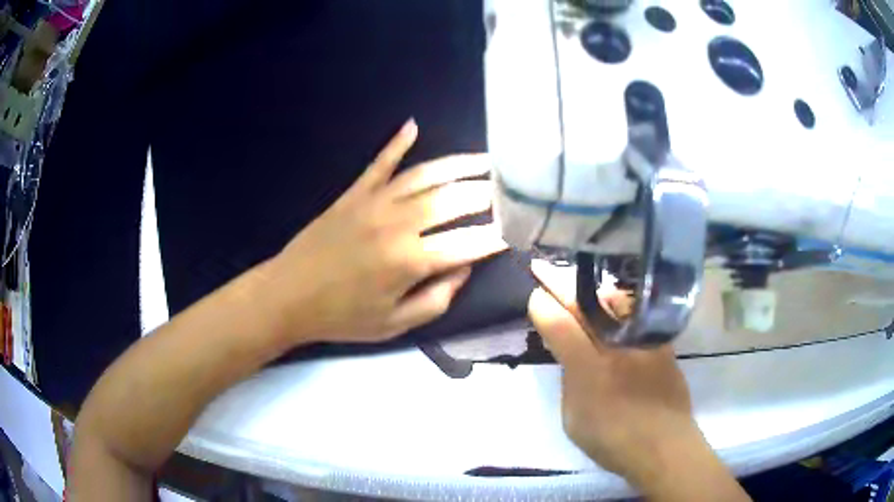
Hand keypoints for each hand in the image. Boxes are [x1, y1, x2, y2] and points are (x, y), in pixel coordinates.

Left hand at [263, 120, 506, 343]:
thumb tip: (464, 268)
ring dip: (459, 164)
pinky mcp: (354, 193)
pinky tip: (413, 126)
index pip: (468, 243)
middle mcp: (398, 224)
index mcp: (410, 262)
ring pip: (425, 175)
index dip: (496, 237)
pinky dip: (397, 143)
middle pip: (454, 200)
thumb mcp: (394, 325)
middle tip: (512, 188)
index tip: (517, 230)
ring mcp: (374, 202)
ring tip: (486, 159)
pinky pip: (380, 163)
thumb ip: (436, 299)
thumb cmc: (342, 317)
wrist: (288, 296)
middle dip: (489, 194)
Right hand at [528, 260, 698, 479]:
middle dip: (560, 284)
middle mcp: (617, 346)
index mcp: (589, 368)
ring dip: (591, 289)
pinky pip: (635, 313)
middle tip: (543, 267)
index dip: (543, 305)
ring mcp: (643, 341)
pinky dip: (617, 304)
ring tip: (577, 281)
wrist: (664, 446)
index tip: (534, 293)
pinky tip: (612, 304)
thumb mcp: (574, 418)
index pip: (560, 325)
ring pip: (613, 301)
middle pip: (585, 305)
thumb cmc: (613, 439)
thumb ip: (569, 381)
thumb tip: (569, 353)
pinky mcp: (662, 343)